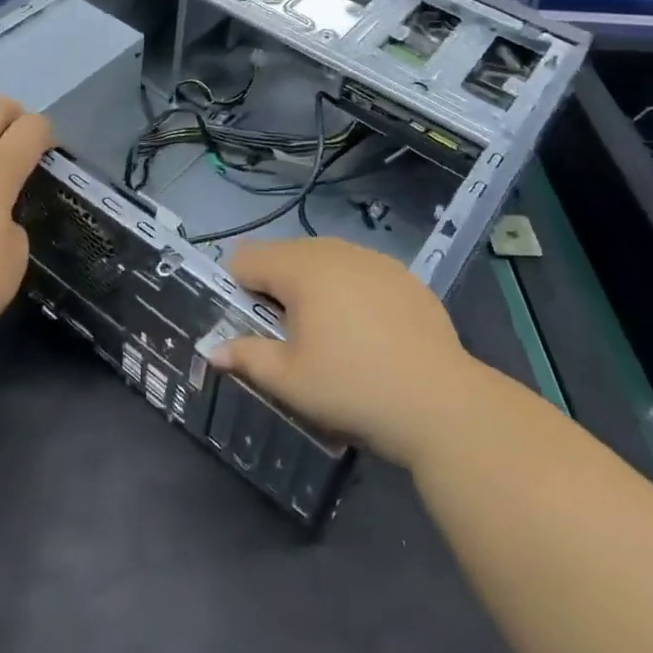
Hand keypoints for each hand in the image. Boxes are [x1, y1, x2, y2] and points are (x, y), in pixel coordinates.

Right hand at [209, 237, 477, 468]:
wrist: (440, 401)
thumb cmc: (352, 387)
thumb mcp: (290, 380)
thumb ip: (246, 357)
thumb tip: (212, 350)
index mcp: (300, 268)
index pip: (246, 258)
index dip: (237, 289)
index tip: (250, 325)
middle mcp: (334, 250)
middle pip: (285, 255)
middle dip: (275, 288)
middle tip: (287, 336)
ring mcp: (373, 259)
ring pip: (324, 261)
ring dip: (313, 287)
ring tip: (329, 335)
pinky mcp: (403, 275)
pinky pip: (359, 272)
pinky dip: (350, 291)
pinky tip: (368, 332)